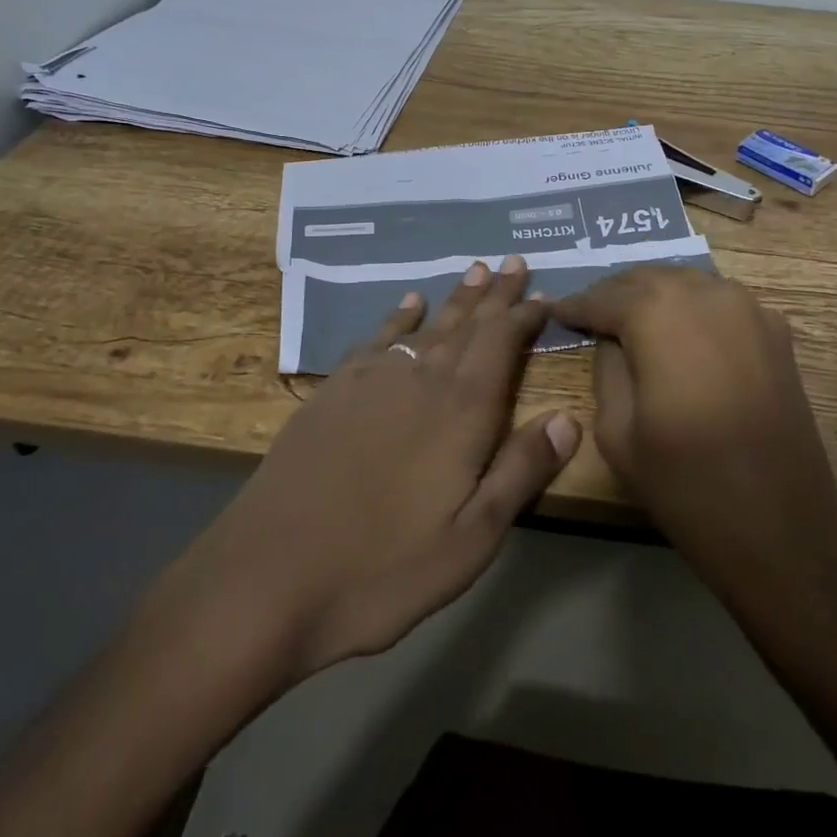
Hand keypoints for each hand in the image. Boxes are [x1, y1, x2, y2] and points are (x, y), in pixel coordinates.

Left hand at [149, 255, 580, 683]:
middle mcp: (420, 380)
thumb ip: (520, 472)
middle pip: (467, 324)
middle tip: (512, 260)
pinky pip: (377, 336)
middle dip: (494, 293)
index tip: (543, 296)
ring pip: (426, 324)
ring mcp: (372, 380)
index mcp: (461, 412)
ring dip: (455, 298)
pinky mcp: (334, 391)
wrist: (268, 577)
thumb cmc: (382, 568)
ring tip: (474, 270)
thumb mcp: (470, 540)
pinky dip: (398, 315)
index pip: (502, 344)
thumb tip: (568, 418)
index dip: (524, 316)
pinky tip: (408, 302)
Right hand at [553, 266, 836, 598]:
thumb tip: (611, 339)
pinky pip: (722, 301)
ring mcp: (748, 308)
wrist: (781, 527)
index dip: (577, 305)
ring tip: (633, 320)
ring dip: (657, 295)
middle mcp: (705, 294)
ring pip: (688, 282)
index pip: (605, 296)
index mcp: (658, 314)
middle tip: (592, 314)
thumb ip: (606, 368)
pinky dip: (695, 307)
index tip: (557, 312)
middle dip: (616, 294)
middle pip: (648, 278)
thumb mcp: (616, 431)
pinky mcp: (775, 331)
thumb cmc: (686, 483)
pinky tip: (683, 332)